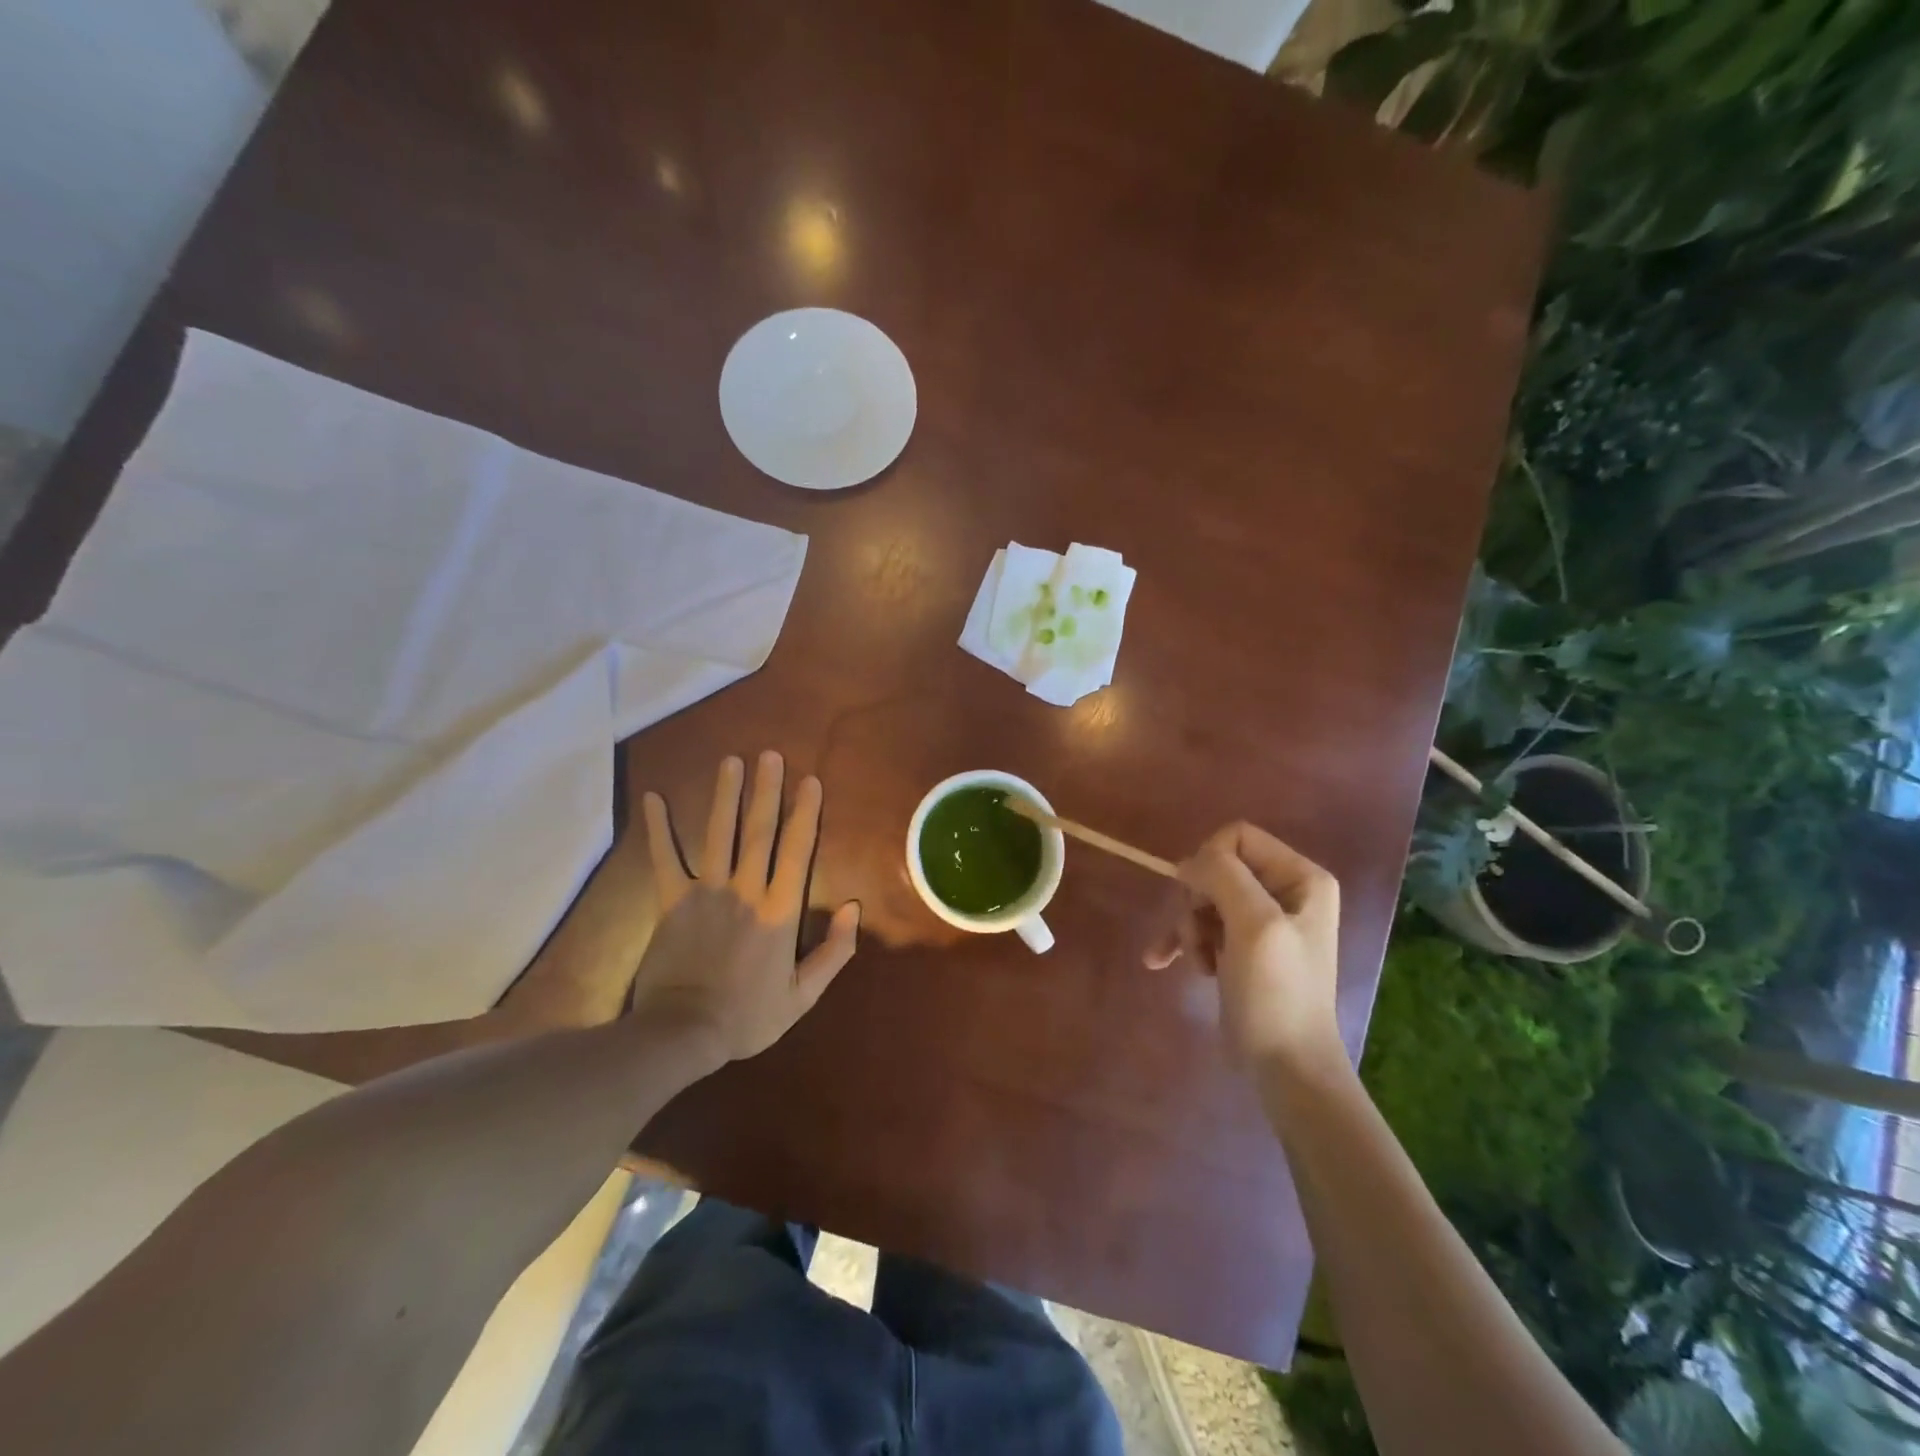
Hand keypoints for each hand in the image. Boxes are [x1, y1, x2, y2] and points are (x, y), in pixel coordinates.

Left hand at [634, 752, 859, 1062]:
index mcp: (780, 910)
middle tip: (769, 755)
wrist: (683, 1033)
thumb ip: (834, 952)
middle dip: (767, 790)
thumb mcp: (803, 995)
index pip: (797, 851)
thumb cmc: (748, 1016)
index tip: (810, 781)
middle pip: (760, 831)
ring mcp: (706, 891)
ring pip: (720, 834)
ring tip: (730, 762)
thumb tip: (853, 908)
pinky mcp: (672, 901)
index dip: (805, 813)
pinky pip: (664, 859)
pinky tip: (654, 798)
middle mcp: (746, 889)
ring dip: (726, 795)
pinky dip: (659, 828)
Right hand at [1145, 822, 1344, 1071]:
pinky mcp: (1240, 947)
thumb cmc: (1276, 993)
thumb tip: (1188, 862)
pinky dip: (1182, 943)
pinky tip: (1161, 962)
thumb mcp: (1255, 925)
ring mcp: (1261, 921)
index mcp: (1300, 877)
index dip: (1210, 862)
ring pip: (1202, 897)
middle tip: (1200, 937)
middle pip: (1216, 868)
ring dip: (1189, 928)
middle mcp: (1284, 891)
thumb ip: (1223, 876)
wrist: (1285, 1067)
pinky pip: (1200, 926)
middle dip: (1197, 902)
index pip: (1237, 837)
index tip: (1201, 900)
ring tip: (1196, 962)